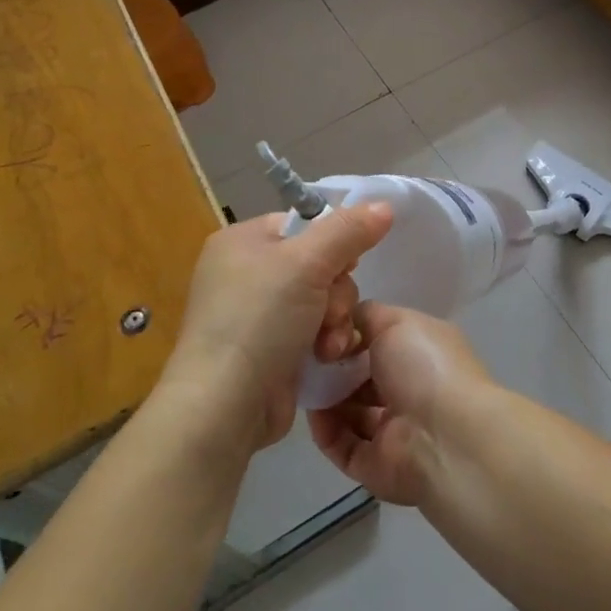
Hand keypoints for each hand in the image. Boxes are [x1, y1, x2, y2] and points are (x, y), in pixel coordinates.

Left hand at [159, 203, 392, 451]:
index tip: (349, 262)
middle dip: (336, 292)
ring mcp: (256, 315)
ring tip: (328, 345)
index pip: (303, 224)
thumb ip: (349, 230)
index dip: (334, 241)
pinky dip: (324, 343)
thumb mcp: (308, 263)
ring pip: (322, 300)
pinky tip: (325, 358)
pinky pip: (313, 331)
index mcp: (242, 242)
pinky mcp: (269, 350)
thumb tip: (385, 205)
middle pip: (319, 264)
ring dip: (335, 321)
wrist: (225, 405)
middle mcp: (246, 273)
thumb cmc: (260, 320)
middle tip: (330, 312)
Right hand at [307, 302, 490, 505]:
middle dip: (335, 368)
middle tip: (309, 359)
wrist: (445, 437)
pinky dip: (325, 429)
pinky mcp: (374, 465)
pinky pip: (341, 445)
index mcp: (421, 355)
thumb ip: (368, 316)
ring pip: (350, 413)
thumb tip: (346, 322)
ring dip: (326, 398)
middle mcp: (409, 391)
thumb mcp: (398, 322)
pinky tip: (313, 412)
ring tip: (306, 383)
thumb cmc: (425, 368)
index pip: (381, 343)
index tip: (326, 332)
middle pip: (362, 378)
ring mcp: (393, 431)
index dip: (353, 336)